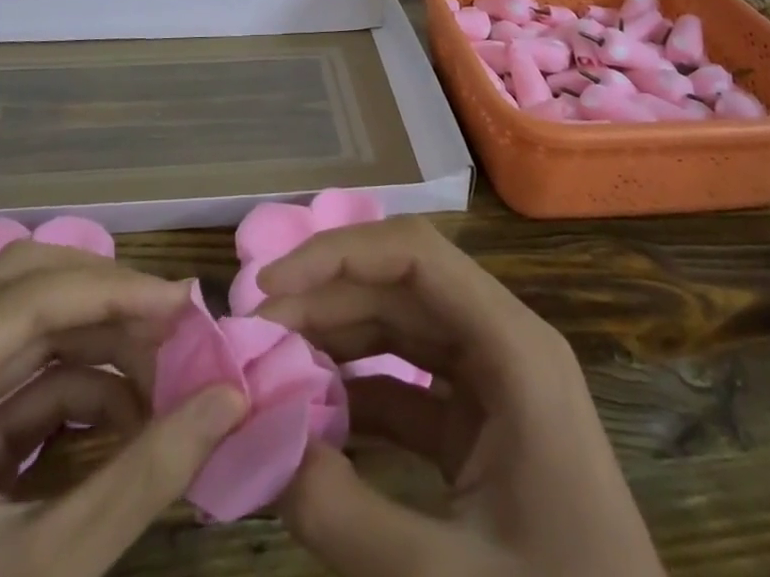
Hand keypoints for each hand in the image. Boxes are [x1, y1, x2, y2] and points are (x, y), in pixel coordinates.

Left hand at [0, 241, 245, 576]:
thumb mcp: (47, 573)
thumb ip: (143, 477)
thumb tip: (232, 398)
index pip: (22, 299)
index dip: (110, 290)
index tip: (185, 303)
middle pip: (20, 288)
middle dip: (104, 296)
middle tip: (173, 319)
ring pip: (30, 328)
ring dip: (103, 341)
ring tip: (169, 371)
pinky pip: (30, 382)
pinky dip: (88, 387)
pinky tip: (137, 417)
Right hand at [257, 217, 663, 576]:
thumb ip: (344, 516)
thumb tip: (262, 446)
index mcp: (514, 348)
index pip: (415, 256)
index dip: (338, 254)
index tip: (271, 286)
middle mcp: (503, 344)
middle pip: (402, 285)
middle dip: (325, 298)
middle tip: (255, 331)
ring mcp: (493, 384)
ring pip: (401, 327)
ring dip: (337, 338)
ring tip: (273, 363)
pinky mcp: (481, 425)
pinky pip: (408, 383)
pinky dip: (358, 390)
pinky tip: (314, 414)